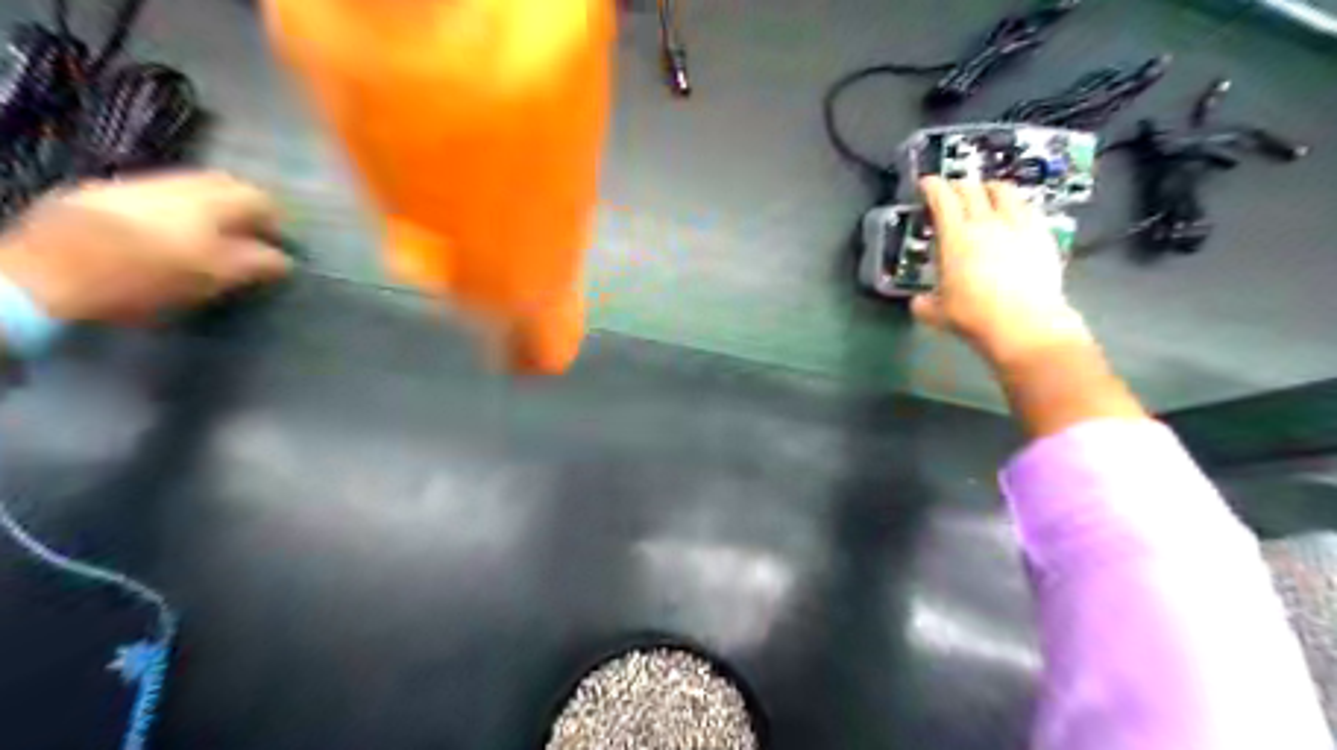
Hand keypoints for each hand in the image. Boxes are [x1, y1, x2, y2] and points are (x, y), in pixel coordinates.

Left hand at [0, 174, 292, 324]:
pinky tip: (165, 234)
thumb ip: (256, 264)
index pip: (261, 198)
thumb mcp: (216, 276)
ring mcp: (137, 183)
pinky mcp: (102, 193)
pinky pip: (155, 195)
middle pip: (224, 184)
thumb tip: (284, 258)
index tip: (278, 243)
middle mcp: (178, 182)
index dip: (276, 220)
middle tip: (249, 236)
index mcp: (212, 200)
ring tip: (210, 237)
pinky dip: (173, 210)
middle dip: (242, 206)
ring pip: (188, 187)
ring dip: (207, 207)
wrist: (50, 270)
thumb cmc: (150, 275)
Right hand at [916, 175, 1090, 362]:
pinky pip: (1028, 207)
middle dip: (959, 185)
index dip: (932, 186)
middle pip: (972, 188)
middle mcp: (986, 222)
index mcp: (955, 237)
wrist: (1025, 324)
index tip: (926, 183)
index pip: (942, 198)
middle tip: (952, 191)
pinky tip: (1015, 213)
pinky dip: (1016, 204)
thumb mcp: (938, 314)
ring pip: (1004, 191)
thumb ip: (924, 303)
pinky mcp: (1043, 234)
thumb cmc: (974, 317)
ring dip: (990, 187)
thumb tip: (917, 301)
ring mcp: (1018, 225)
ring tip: (986, 193)